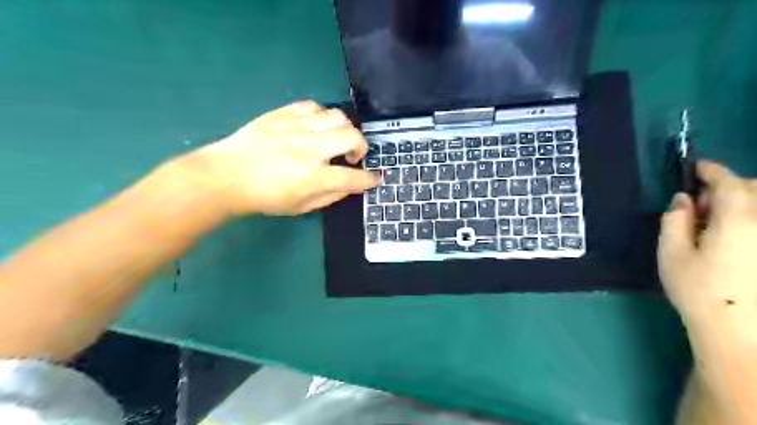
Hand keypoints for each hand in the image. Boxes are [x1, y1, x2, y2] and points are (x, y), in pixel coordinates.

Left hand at [176, 100, 377, 215]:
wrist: (225, 176)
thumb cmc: (264, 197)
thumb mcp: (300, 207)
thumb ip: (330, 196)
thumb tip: (349, 186)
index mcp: (312, 177)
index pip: (352, 177)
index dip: (368, 179)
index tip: (373, 179)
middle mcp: (308, 149)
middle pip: (351, 137)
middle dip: (361, 147)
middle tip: (352, 156)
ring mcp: (295, 127)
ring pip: (336, 116)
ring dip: (344, 129)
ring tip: (334, 139)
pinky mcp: (282, 114)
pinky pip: (313, 106)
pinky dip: (322, 116)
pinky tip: (316, 126)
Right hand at [657, 160, 756, 321]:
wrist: (741, 335)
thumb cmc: (698, 291)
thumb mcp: (671, 253)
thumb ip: (675, 220)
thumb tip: (684, 200)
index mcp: (739, 220)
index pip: (729, 182)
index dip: (711, 170)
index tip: (696, 166)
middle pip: (755, 189)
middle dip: (729, 188)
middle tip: (701, 208)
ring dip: (744, 204)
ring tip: (718, 225)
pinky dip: (750, 221)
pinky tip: (736, 240)